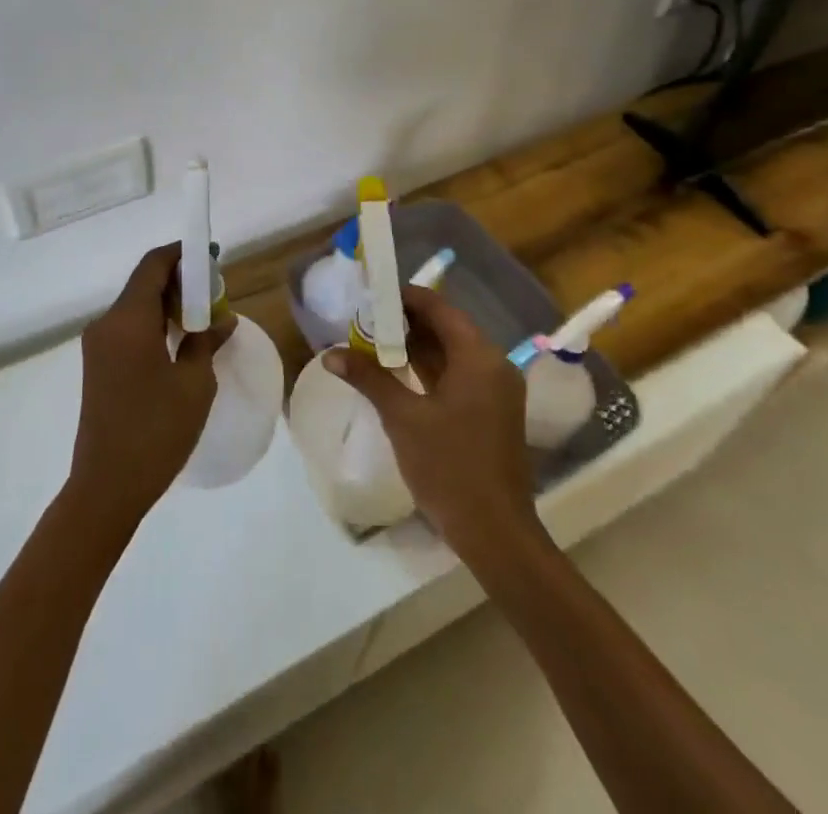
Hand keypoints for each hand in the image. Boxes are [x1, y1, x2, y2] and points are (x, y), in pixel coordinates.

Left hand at [66, 243, 231, 530]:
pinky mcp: (97, 365)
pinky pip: (128, 328)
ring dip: (167, 304)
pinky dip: (154, 323)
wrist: (106, 487)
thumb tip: (222, 319)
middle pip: (144, 283)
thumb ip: (206, 342)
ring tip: (203, 317)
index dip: (182, 254)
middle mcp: (107, 323)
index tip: (211, 257)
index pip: (153, 265)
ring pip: (136, 306)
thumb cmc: (156, 431)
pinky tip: (179, 341)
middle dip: (179, 281)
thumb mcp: (194, 384)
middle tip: (215, 293)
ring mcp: (98, 345)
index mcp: (128, 320)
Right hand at [325, 285, 538, 551]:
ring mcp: (495, 389)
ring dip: (416, 346)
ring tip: (373, 341)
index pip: (438, 308)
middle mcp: (493, 364)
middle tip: (364, 319)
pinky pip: (458, 374)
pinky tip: (397, 372)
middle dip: (405, 322)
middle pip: (446, 327)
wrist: (495, 532)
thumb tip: (331, 353)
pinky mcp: (491, 411)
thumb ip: (369, 378)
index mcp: (478, 357)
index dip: (403, 297)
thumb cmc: (449, 467)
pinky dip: (429, 369)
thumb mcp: (403, 418)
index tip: (370, 295)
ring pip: (452, 352)